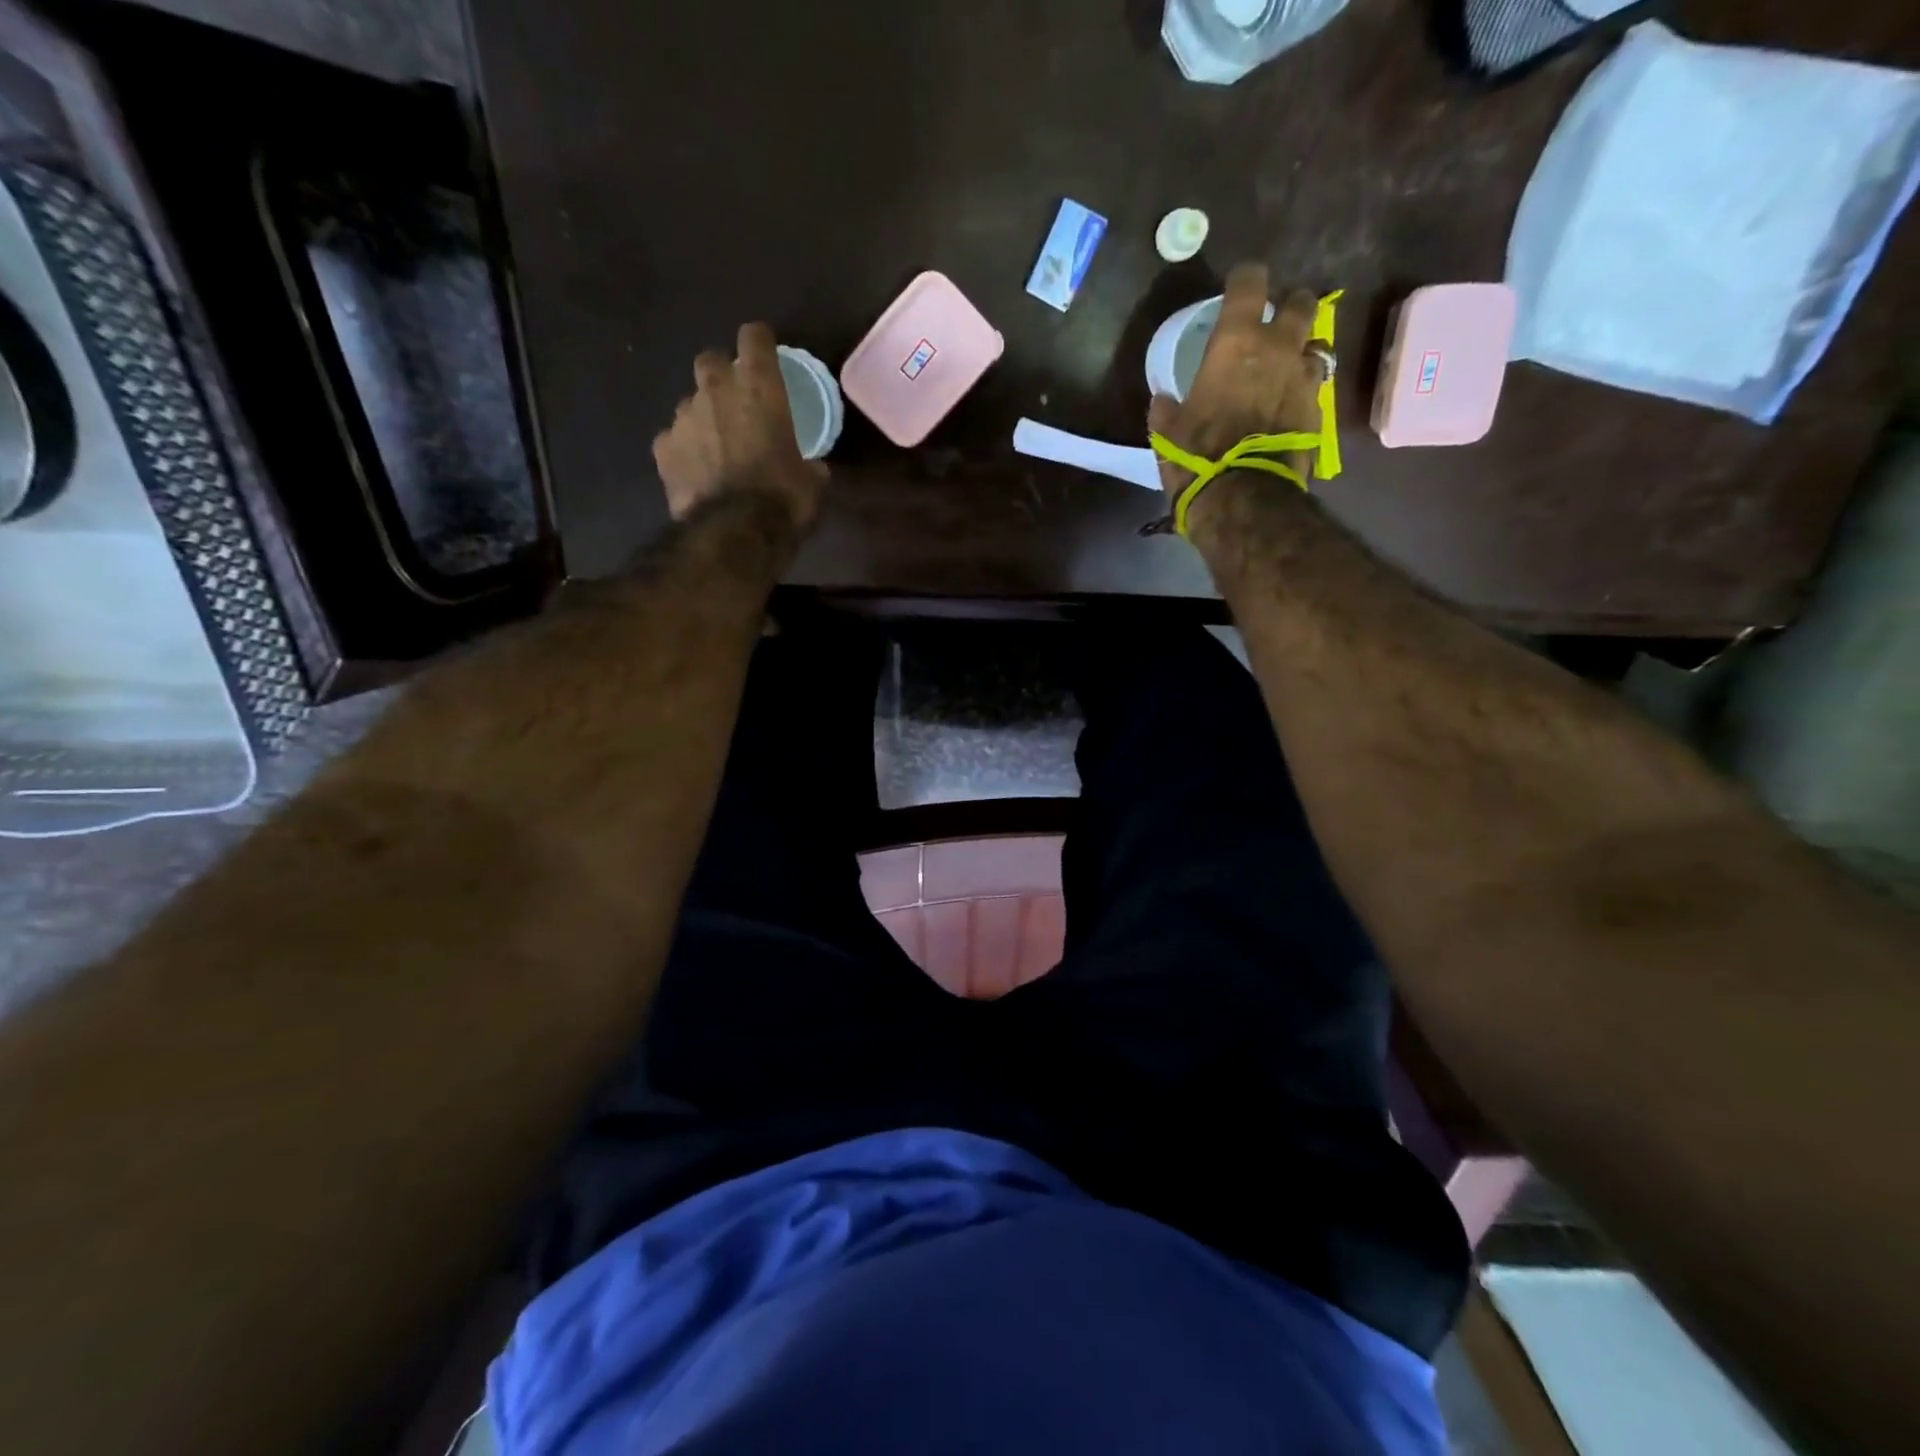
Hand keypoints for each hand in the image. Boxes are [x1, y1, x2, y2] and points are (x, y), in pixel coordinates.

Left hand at [653, 322, 827, 529]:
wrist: (735, 532)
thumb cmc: (784, 498)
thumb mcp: (813, 482)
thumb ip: (810, 463)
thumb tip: (812, 468)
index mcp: (759, 387)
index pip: (754, 337)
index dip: (759, 342)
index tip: (764, 354)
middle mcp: (716, 390)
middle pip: (710, 361)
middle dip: (722, 376)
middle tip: (736, 403)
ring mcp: (683, 417)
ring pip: (690, 403)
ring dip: (702, 417)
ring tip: (715, 447)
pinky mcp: (662, 448)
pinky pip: (672, 440)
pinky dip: (683, 451)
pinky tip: (695, 472)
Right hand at [1146, 263, 1324, 532]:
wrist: (1242, 497)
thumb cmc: (1197, 457)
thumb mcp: (1168, 433)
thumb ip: (1167, 409)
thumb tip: (1163, 400)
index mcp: (1235, 342)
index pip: (1251, 282)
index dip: (1246, 278)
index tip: (1239, 285)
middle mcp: (1278, 348)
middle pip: (1301, 303)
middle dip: (1290, 307)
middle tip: (1275, 324)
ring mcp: (1304, 378)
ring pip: (1316, 344)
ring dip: (1303, 351)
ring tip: (1287, 368)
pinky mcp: (1318, 409)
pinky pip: (1316, 386)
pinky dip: (1305, 390)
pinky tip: (1291, 405)